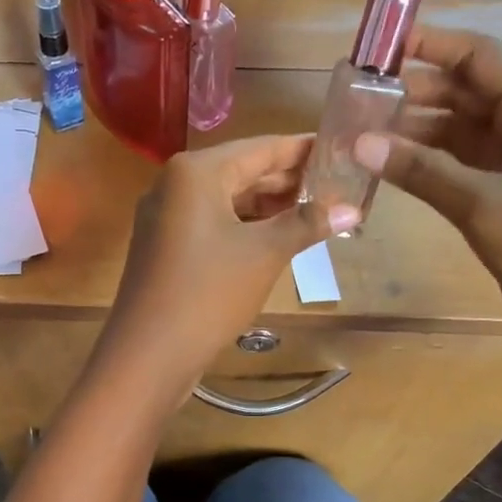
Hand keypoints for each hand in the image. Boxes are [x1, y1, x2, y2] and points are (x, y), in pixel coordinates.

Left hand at [95, 136, 358, 406]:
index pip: (262, 148)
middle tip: (338, 184)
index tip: (342, 148)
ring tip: (316, 210)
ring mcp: (165, 216)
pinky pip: (212, 222)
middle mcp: (175, 183)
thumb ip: (307, 223)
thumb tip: (352, 208)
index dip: (303, 150)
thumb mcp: (265, 253)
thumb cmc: (209, 292)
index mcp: (197, 171)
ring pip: (227, 199)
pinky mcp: (164, 245)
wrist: (148, 353)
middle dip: (288, 180)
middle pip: (243, 171)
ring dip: (268, 206)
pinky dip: (244, 226)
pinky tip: (277, 236)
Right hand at [354, 32, 501, 398]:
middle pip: (465, 92)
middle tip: (356, 96)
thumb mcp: (485, 206)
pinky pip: (458, 168)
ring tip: (361, 131)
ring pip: (457, 133)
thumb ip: (421, 171)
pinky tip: (387, 168)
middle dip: (413, 90)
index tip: (378, 47)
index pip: (480, 58)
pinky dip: (424, 166)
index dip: (431, 45)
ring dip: (414, 131)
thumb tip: (359, 142)